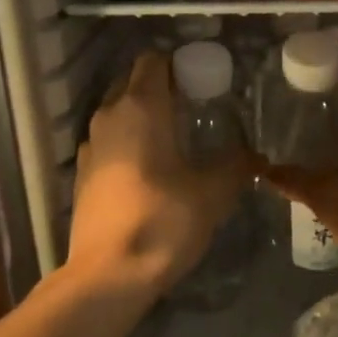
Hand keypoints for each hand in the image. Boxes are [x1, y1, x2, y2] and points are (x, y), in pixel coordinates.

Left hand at [66, 51, 247, 299]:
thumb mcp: (212, 194)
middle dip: (161, 87)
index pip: (154, 61)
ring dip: (142, 116)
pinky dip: (127, 143)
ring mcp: (89, 145)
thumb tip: (256, 156)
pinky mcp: (81, 174)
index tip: (202, 82)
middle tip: (194, 108)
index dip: (178, 64)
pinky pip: (108, 141)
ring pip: (117, 112)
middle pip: (133, 82)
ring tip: (174, 139)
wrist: (108, 275)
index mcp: (141, 107)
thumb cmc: (163, 221)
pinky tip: (149, 169)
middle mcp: (109, 116)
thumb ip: (236, 166)